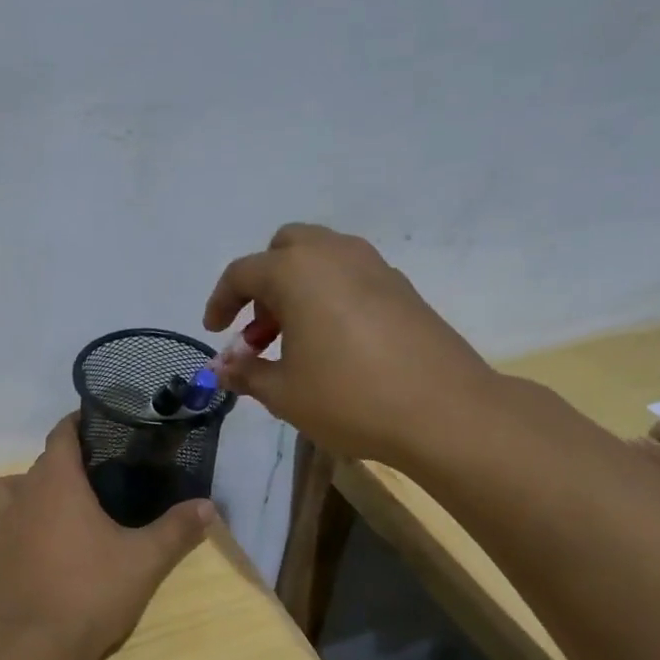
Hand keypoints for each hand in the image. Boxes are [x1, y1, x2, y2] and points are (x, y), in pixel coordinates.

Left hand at [0, 415, 213, 659]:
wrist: (35, 651)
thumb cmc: (92, 594)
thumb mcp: (145, 561)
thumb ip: (177, 529)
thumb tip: (209, 506)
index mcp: (56, 484)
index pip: (61, 435)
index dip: (76, 425)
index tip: (93, 427)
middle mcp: (18, 497)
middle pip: (37, 466)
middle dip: (60, 467)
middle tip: (87, 484)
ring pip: (4, 494)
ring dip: (23, 495)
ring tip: (47, 513)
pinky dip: (2, 532)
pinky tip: (19, 550)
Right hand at [203, 223, 497, 461]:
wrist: (445, 411)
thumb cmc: (350, 398)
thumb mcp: (283, 393)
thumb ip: (246, 373)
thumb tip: (222, 368)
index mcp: (297, 272)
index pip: (242, 273)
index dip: (220, 302)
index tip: (214, 332)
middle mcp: (334, 255)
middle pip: (284, 248)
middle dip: (263, 283)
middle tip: (259, 330)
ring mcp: (374, 267)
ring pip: (321, 257)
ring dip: (297, 287)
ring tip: (294, 339)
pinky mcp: (402, 287)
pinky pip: (351, 275)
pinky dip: (329, 294)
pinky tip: (334, 342)